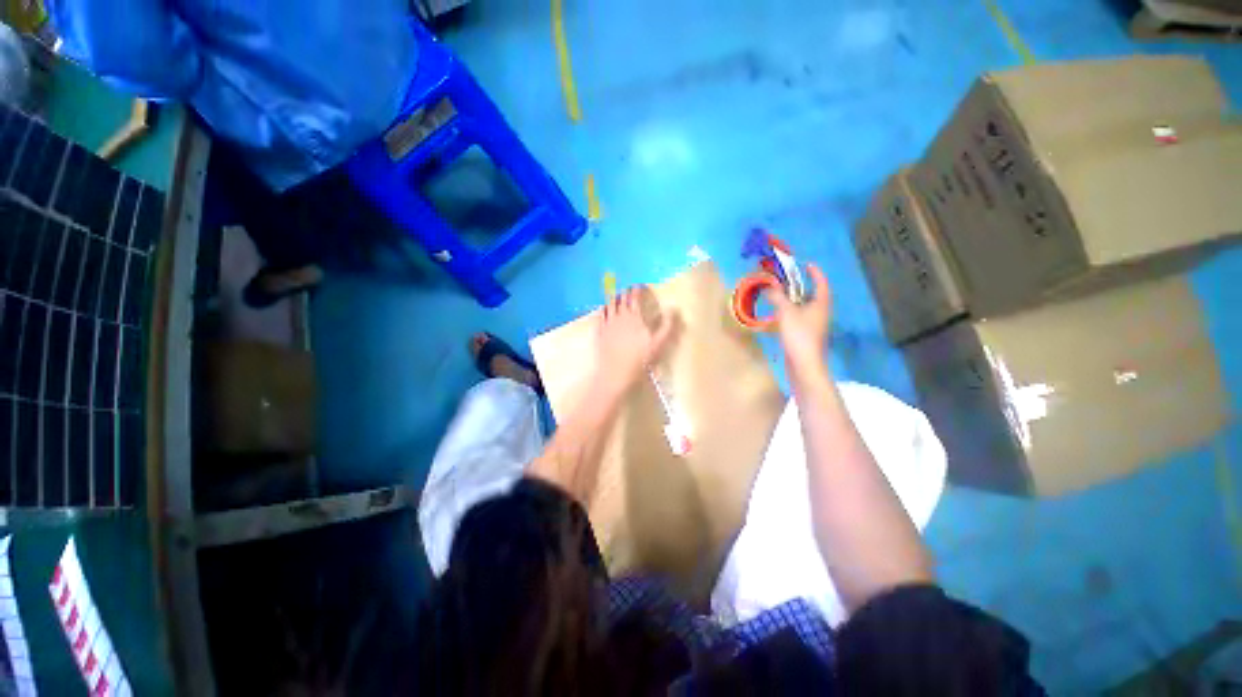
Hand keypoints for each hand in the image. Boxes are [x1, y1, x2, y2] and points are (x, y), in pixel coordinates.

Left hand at [596, 286, 679, 393]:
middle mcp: (619, 316)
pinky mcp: (599, 331)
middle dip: (625, 291)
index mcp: (634, 317)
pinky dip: (601, 308)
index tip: (640, 285)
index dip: (637, 289)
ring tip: (615, 293)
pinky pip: (599, 315)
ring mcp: (607, 323)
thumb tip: (673, 308)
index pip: (635, 297)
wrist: (616, 372)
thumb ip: (667, 325)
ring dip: (612, 297)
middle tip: (627, 287)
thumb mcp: (658, 343)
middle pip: (621, 299)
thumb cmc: (639, 358)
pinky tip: (602, 308)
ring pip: (609, 304)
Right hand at [766, 263, 831, 375]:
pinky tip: (778, 316)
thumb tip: (769, 287)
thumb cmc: (799, 334)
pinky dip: (790, 312)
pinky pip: (799, 318)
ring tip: (780, 296)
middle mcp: (820, 312)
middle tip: (788, 280)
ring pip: (805, 307)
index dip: (815, 273)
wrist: (804, 363)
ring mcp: (814, 325)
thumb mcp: (786, 312)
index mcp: (820, 304)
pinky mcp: (806, 335)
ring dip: (794, 300)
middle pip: (813, 295)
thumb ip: (777, 297)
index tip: (806, 264)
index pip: (821, 283)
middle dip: (801, 286)